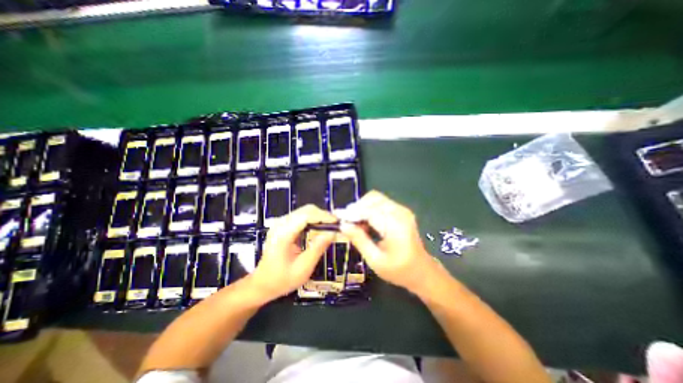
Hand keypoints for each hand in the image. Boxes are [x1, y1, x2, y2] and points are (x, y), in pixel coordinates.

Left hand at [250, 205, 334, 303]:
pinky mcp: (282, 225)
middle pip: (305, 210)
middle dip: (323, 215)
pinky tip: (320, 226)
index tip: (336, 222)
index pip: (306, 216)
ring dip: (318, 216)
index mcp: (283, 235)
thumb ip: (317, 249)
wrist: (262, 283)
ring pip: (304, 211)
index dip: (323, 216)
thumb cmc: (282, 279)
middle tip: (335, 224)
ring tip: (330, 225)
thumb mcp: (303, 268)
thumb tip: (332, 233)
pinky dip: (313, 219)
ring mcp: (280, 223)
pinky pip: (301, 216)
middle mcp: (280, 224)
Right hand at [339, 189, 439, 292]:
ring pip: (376, 198)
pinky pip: (381, 203)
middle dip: (357, 208)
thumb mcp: (375, 260)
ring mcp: (402, 210)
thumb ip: (359, 240)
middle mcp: (400, 212)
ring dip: (363, 207)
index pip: (369, 211)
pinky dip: (370, 209)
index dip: (351, 212)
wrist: (422, 271)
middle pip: (373, 198)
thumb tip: (343, 225)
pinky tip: (366, 222)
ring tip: (356, 224)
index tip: (337, 215)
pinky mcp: (401, 211)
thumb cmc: (399, 271)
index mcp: (396, 226)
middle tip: (348, 222)